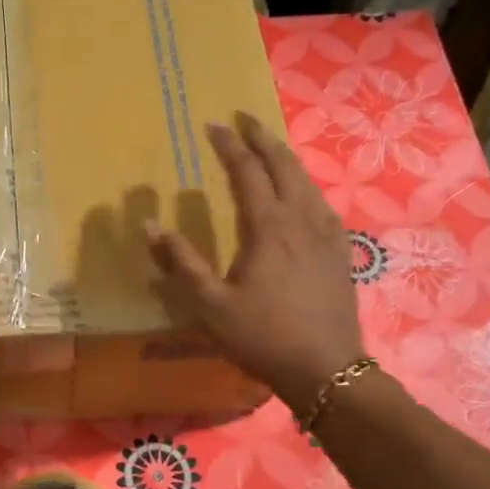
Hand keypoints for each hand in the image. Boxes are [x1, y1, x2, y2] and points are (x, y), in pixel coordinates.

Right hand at [145, 112, 366, 412]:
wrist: (326, 369)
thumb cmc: (262, 336)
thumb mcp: (209, 305)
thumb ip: (180, 262)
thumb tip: (149, 225)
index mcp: (268, 227)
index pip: (246, 171)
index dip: (228, 146)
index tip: (212, 124)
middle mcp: (301, 219)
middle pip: (283, 165)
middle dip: (262, 138)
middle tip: (244, 119)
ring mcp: (327, 234)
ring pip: (306, 181)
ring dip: (285, 158)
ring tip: (270, 148)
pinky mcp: (340, 251)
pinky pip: (321, 203)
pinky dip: (305, 185)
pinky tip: (302, 195)